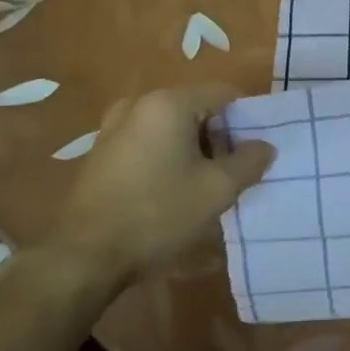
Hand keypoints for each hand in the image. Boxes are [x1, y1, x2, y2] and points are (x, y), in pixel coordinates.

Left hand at [41, 84, 273, 292]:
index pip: (225, 94)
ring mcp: (114, 128)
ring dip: (195, 149)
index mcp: (169, 103)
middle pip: (197, 108)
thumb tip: (265, 146)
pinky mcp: (102, 153)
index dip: (248, 118)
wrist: (84, 256)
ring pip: (172, 128)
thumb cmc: (158, 213)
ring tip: (207, 185)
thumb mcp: (218, 189)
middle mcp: (139, 105)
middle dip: (221, 137)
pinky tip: (174, 192)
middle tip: (235, 171)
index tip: (259, 149)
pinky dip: (168, 158)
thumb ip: (250, 162)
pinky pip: (149, 143)